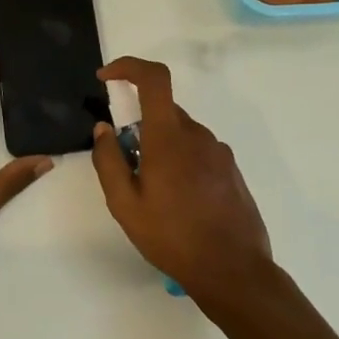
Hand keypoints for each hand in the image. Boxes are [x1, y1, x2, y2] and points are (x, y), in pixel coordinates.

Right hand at [89, 56, 274, 302]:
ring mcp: (219, 151)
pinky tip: (180, 202)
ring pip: (180, 133)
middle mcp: (197, 135)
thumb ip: (108, 161)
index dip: (129, 67)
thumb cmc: (173, 237)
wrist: (234, 271)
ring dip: (161, 148)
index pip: (154, 79)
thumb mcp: (125, 205)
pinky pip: (198, 151)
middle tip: (129, 168)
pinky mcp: (231, 169)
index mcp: (169, 138)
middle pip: (163, 111)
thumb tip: (104, 129)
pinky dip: (181, 162)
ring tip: (155, 194)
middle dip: (140, 127)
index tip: (107, 78)